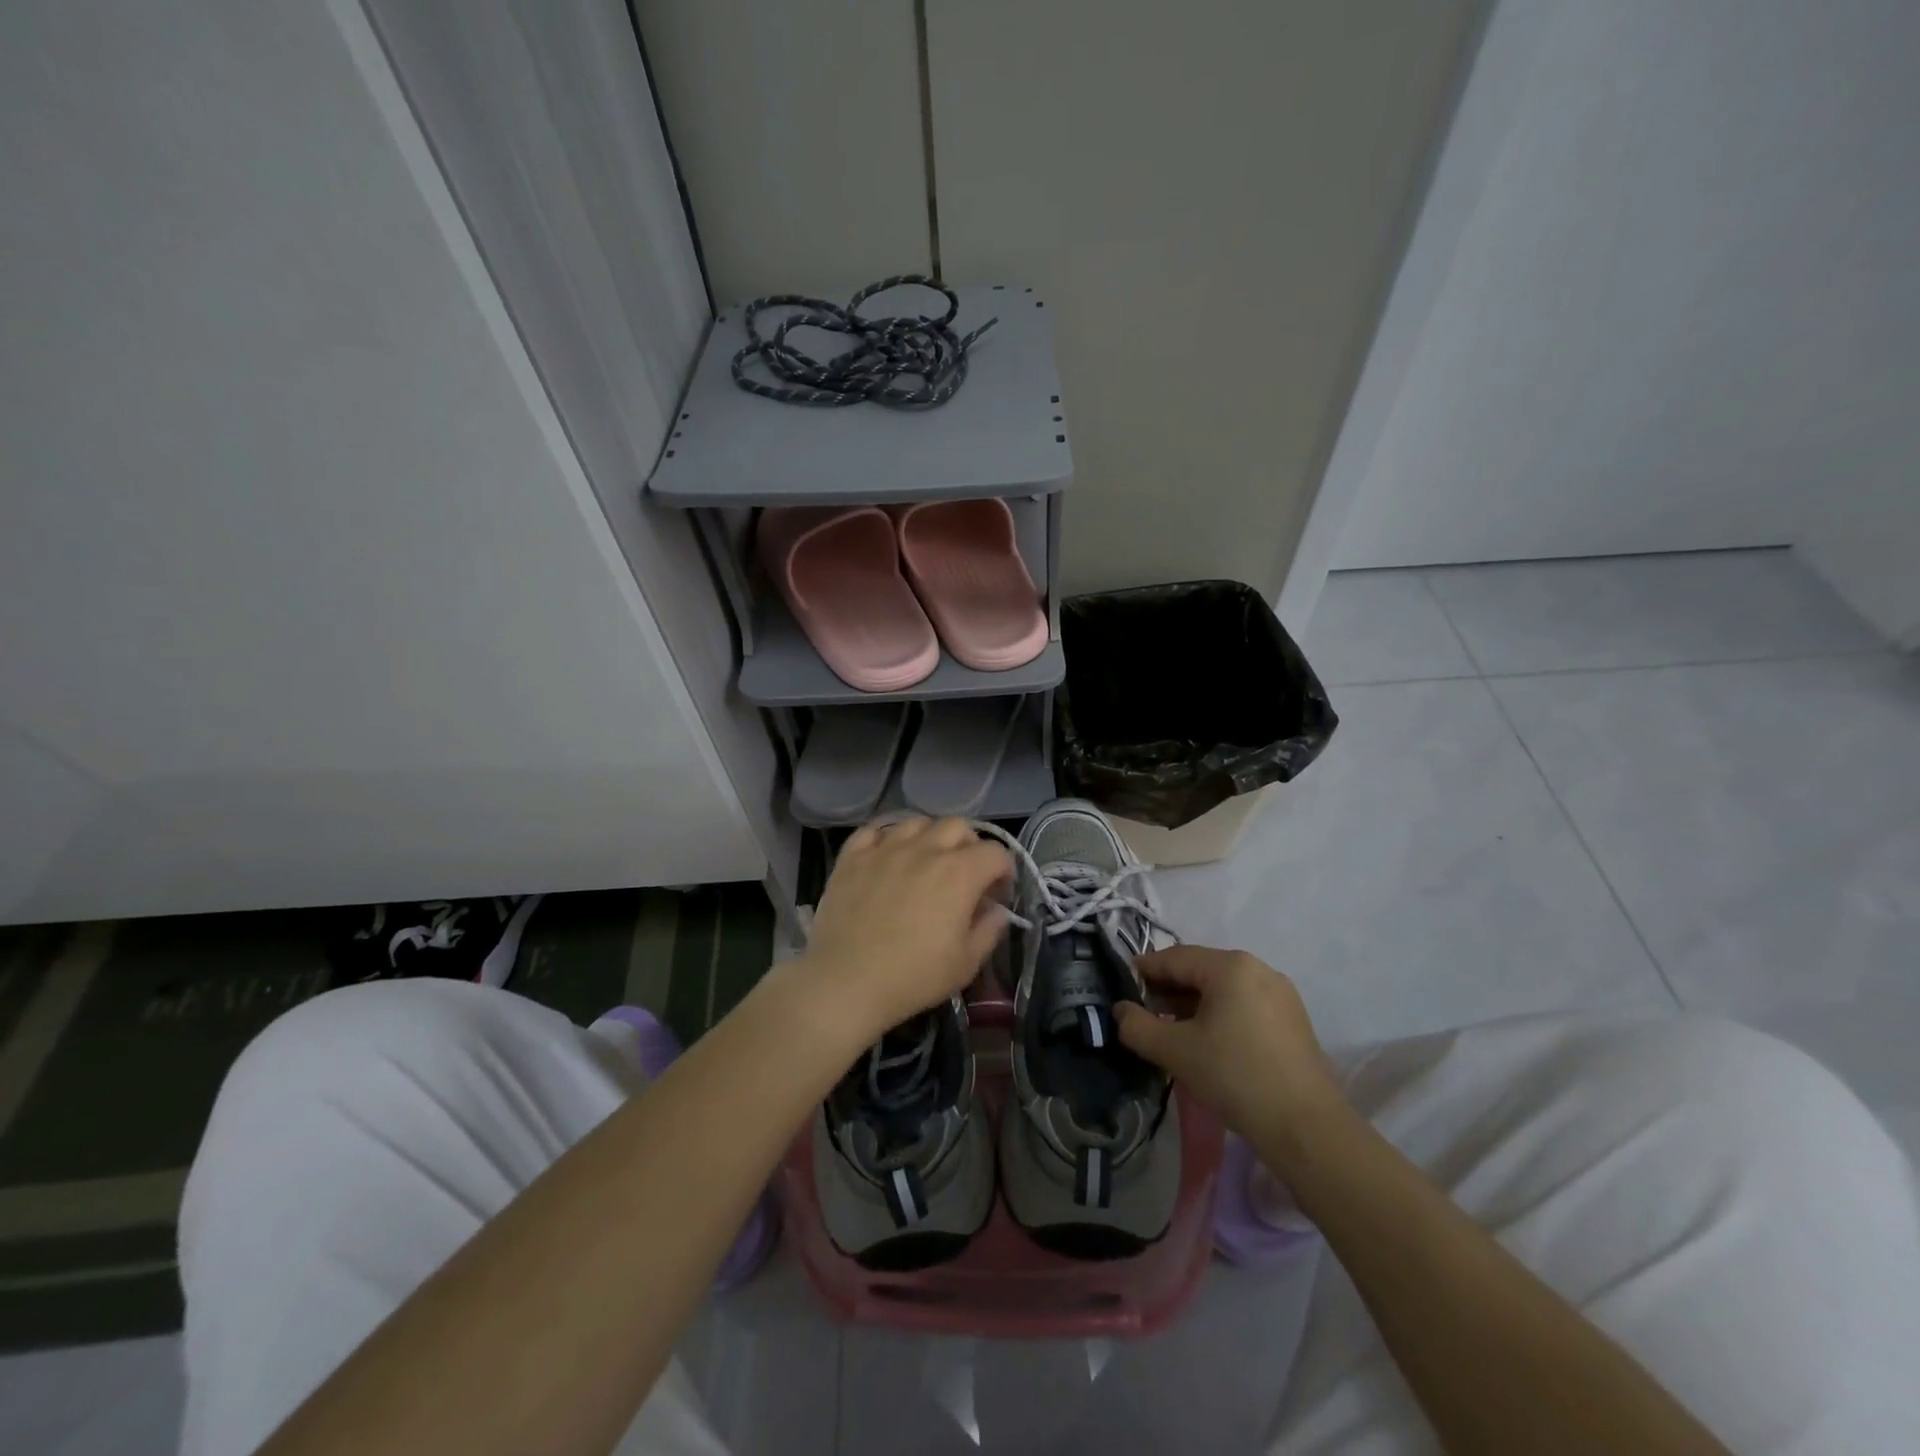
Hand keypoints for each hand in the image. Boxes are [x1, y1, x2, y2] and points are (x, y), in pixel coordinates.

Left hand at [796, 816, 1012, 1043]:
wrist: (846, 981)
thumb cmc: (913, 977)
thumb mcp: (966, 963)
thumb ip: (989, 930)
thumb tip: (997, 910)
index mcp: (959, 873)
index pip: (995, 852)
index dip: (1004, 870)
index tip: (998, 893)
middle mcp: (925, 849)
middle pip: (958, 826)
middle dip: (970, 845)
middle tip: (965, 874)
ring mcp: (885, 848)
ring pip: (917, 822)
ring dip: (930, 837)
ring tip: (926, 861)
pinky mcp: (852, 857)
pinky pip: (874, 830)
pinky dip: (887, 838)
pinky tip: (887, 855)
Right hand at [1113, 946, 1345, 1153]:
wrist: (1306, 1129)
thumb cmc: (1235, 1076)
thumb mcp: (1175, 1051)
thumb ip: (1137, 1026)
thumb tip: (1119, 1011)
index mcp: (1230, 966)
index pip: (1174, 958)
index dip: (1144, 971)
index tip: (1122, 987)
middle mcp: (1258, 969)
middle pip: (1200, 970)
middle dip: (1168, 989)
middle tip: (1143, 1012)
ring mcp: (1280, 994)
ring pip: (1223, 989)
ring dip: (1193, 1004)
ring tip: (1170, 1030)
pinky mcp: (1292, 1020)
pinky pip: (1244, 1004)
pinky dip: (1219, 1014)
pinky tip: (1207, 1041)